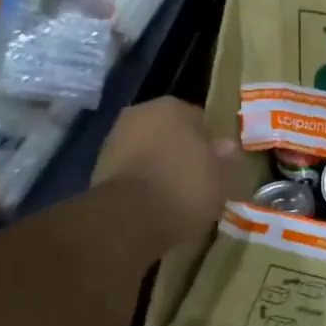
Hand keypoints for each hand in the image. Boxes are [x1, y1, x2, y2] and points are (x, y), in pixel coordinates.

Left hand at [91, 97, 238, 247]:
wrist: (132, 219)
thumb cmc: (186, 187)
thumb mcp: (222, 176)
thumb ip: (225, 158)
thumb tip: (225, 146)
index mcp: (173, 106)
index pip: (201, 119)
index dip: (212, 142)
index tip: (219, 163)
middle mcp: (140, 113)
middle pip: (170, 132)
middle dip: (183, 151)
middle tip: (200, 177)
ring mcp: (115, 139)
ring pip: (149, 150)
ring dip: (161, 165)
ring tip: (178, 194)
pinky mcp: (99, 167)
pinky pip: (133, 170)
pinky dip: (144, 181)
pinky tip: (157, 202)